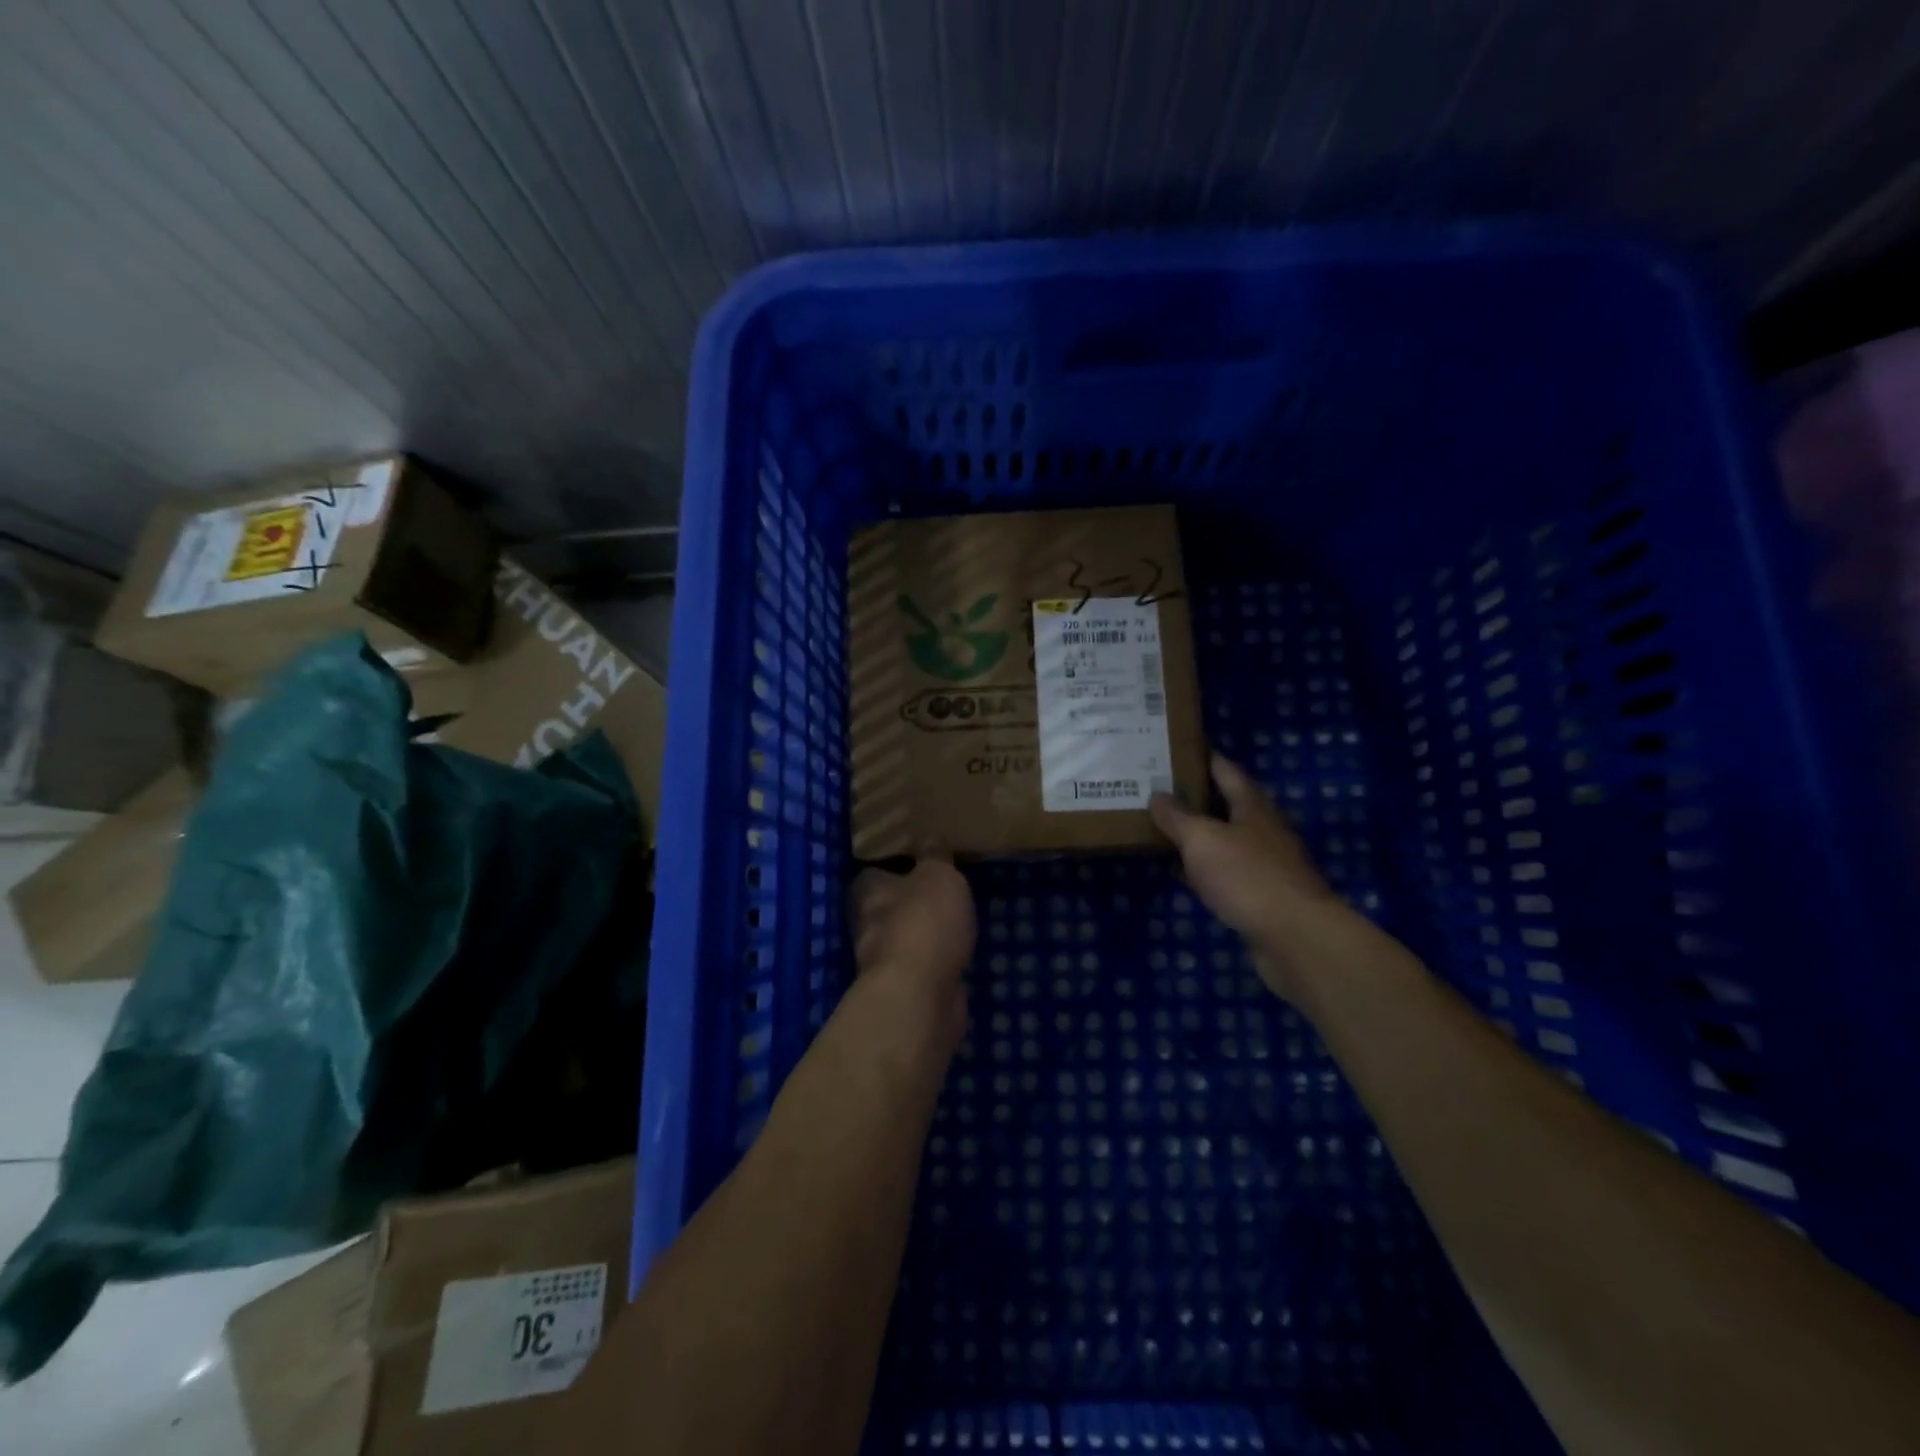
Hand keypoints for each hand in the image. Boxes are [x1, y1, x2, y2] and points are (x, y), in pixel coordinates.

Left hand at [851, 852, 975, 1036]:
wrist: (920, 993)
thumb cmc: (924, 921)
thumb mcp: (938, 875)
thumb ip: (935, 856)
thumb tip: (930, 836)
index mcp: (867, 890)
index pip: (874, 871)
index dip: (896, 866)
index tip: (921, 861)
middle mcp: (866, 923)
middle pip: (888, 906)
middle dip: (911, 901)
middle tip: (944, 889)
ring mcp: (882, 960)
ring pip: (905, 937)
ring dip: (925, 932)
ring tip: (957, 919)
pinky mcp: (903, 988)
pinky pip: (921, 964)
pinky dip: (936, 959)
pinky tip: (957, 951)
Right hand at [1149, 754, 1345, 1000]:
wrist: (1295, 938)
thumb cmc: (1248, 877)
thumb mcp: (1203, 839)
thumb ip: (1178, 817)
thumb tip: (1157, 795)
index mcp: (1252, 807)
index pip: (1227, 771)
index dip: (1204, 757)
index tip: (1178, 748)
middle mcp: (1263, 830)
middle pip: (1228, 805)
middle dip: (1197, 797)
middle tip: (1159, 790)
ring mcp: (1267, 865)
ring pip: (1227, 841)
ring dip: (1200, 835)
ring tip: (1165, 829)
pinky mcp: (1263, 897)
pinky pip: (1228, 873)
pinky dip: (1207, 869)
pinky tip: (1187, 874)